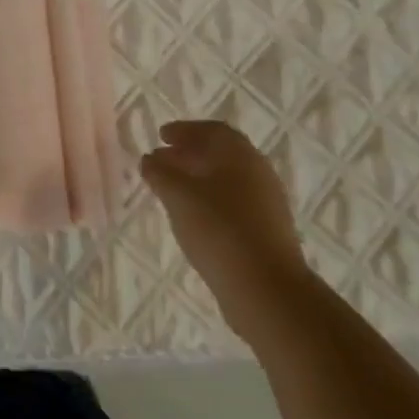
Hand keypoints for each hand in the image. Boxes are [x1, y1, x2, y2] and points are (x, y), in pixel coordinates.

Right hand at [141, 120, 312, 342]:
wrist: (266, 288)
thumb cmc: (219, 230)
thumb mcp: (178, 196)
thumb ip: (160, 173)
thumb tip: (150, 159)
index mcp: (240, 155)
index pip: (212, 130)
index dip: (185, 130)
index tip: (161, 136)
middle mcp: (258, 172)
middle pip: (222, 153)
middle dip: (190, 153)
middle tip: (162, 160)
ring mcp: (267, 203)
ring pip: (228, 179)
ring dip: (199, 177)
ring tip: (172, 189)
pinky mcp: (267, 230)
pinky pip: (234, 202)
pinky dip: (211, 199)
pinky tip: (194, 216)